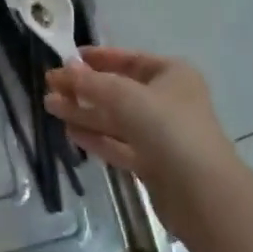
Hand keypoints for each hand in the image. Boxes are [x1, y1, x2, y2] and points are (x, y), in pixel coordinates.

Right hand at [44, 47, 238, 239]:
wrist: (202, 193)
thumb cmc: (167, 128)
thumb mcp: (124, 95)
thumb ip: (90, 82)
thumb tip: (63, 69)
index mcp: (172, 74)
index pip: (129, 59)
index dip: (98, 58)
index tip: (67, 58)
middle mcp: (168, 101)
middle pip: (119, 90)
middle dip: (85, 88)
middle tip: (50, 86)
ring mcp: (162, 135)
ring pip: (116, 119)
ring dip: (85, 112)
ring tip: (51, 107)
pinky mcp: (154, 164)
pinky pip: (119, 144)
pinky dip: (96, 137)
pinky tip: (70, 132)